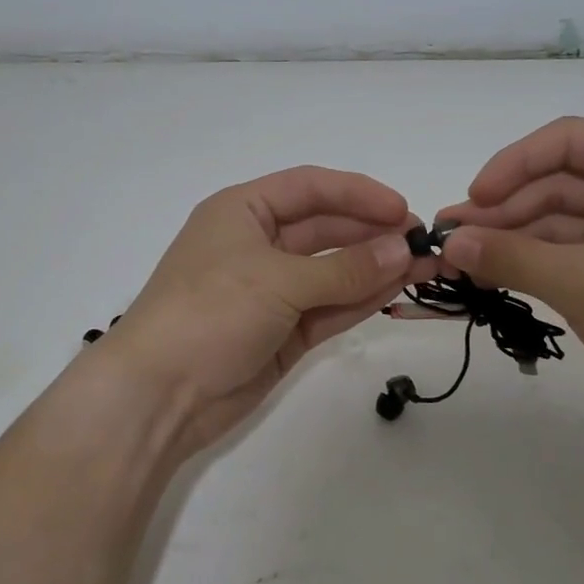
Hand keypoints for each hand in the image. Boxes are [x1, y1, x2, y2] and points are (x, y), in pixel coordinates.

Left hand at [95, 166, 436, 457]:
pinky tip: (396, 291)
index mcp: (243, 211)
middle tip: (423, 243)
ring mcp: (271, 291)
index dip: (357, 194)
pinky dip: (360, 300)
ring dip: (374, 268)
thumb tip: (403, 248)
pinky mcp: (282, 332)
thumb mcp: (278, 280)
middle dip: (372, 233)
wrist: (159, 395)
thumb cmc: (210, 312)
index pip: (310, 188)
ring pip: (332, 271)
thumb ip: (344, 268)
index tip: (402, 209)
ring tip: (424, 267)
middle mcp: (258, 245)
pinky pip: (328, 308)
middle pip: (325, 229)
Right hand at [437, 118, 583, 435]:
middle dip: (504, 209)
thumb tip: (450, 243)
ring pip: (560, 218)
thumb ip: (510, 257)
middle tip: (453, 238)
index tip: (474, 199)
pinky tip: (497, 274)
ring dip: (513, 237)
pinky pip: (572, 249)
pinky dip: (535, 260)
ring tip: (463, 260)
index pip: (565, 140)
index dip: (512, 164)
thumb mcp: (580, 283)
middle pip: (558, 180)